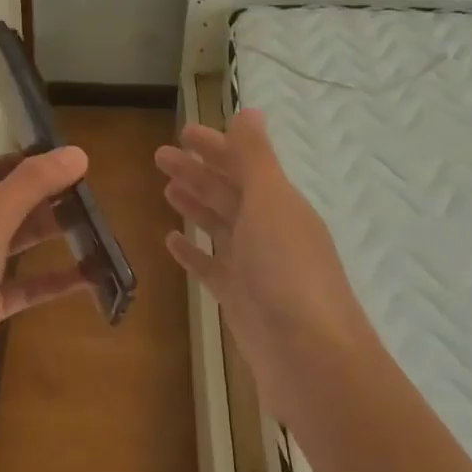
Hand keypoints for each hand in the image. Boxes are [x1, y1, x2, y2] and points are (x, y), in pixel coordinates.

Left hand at [0, 147, 91, 408]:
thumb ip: (31, 185)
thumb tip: (76, 152)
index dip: (26, 163)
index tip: (68, 163)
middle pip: (6, 206)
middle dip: (45, 200)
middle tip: (90, 196)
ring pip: (15, 245)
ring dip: (50, 236)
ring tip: (96, 228)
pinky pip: (23, 286)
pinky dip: (52, 280)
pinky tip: (89, 276)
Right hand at [156, 110, 371, 432]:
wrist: (311, 360)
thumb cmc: (288, 272)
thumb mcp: (271, 204)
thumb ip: (255, 158)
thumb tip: (249, 110)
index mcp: (280, 204)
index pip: (243, 164)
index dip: (215, 146)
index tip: (182, 132)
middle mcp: (270, 231)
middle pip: (229, 193)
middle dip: (197, 172)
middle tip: (159, 156)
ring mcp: (255, 267)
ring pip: (219, 227)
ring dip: (195, 205)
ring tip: (166, 189)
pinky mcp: (241, 300)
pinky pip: (212, 267)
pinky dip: (193, 251)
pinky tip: (171, 240)